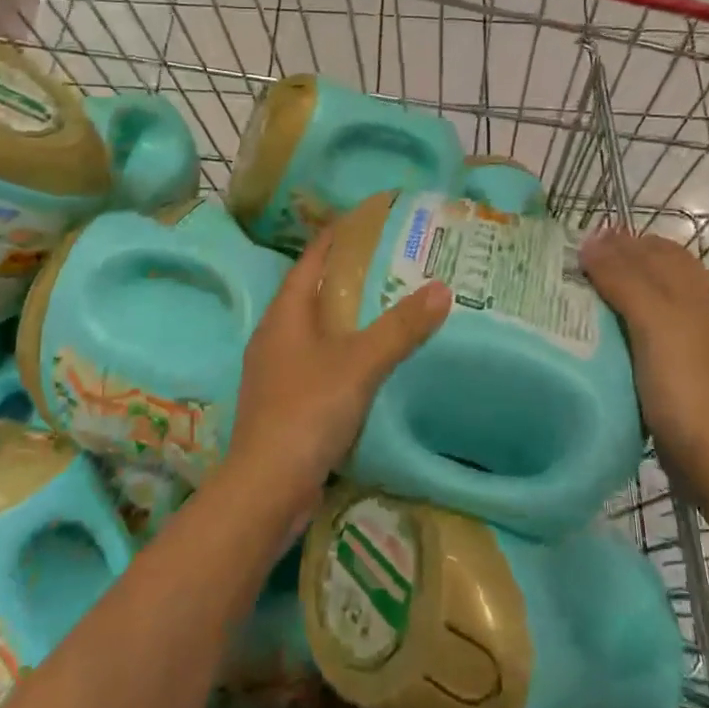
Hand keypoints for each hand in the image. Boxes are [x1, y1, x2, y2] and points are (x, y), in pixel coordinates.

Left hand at [227, 227, 451, 506]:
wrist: (267, 487)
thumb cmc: (307, 411)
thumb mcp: (359, 363)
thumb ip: (400, 327)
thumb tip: (441, 288)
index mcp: (284, 315)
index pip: (310, 261)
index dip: (335, 237)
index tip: (366, 220)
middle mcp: (274, 336)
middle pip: (311, 293)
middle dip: (345, 275)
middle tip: (389, 262)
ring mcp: (276, 371)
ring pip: (314, 330)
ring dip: (344, 316)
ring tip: (384, 306)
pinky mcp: (284, 403)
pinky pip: (317, 362)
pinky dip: (342, 351)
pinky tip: (367, 361)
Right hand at [580, 227, 708, 464]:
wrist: (700, 445)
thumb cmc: (677, 375)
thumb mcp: (650, 316)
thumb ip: (622, 276)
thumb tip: (590, 240)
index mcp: (689, 287)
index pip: (653, 246)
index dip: (619, 240)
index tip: (577, 245)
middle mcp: (688, 305)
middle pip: (649, 271)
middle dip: (613, 263)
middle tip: (570, 269)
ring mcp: (679, 337)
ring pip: (643, 299)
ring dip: (613, 292)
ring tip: (575, 296)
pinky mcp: (667, 364)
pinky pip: (637, 328)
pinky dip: (615, 321)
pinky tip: (592, 332)